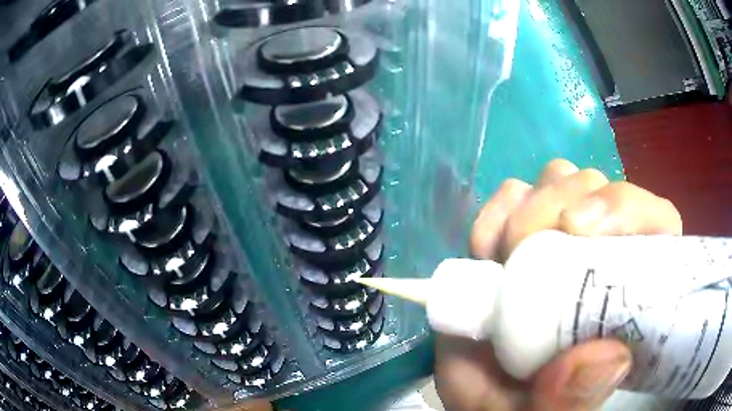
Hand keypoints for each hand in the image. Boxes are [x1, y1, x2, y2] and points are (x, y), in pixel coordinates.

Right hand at [435, 159, 681, 410]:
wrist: (477, 393)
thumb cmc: (518, 404)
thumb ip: (572, 402)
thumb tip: (610, 356)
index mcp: (627, 296)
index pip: (655, 222)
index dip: (627, 208)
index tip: (579, 230)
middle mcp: (601, 256)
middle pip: (601, 189)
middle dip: (561, 204)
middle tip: (522, 248)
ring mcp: (559, 241)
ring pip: (563, 179)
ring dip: (531, 205)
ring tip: (504, 252)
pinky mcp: (518, 236)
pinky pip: (515, 193)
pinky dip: (498, 209)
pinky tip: (485, 246)